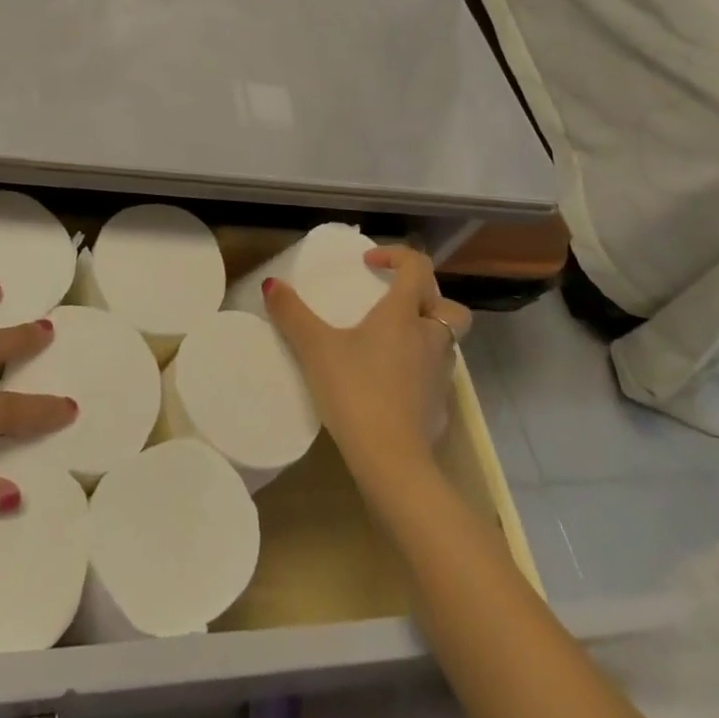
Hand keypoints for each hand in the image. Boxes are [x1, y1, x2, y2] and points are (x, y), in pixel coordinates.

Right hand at [264, 246, 471, 487]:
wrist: (392, 461)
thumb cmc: (355, 391)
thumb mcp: (315, 348)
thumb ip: (292, 314)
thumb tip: (272, 284)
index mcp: (403, 314)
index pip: (417, 267)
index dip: (396, 256)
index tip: (369, 263)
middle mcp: (430, 338)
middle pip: (447, 305)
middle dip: (426, 297)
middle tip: (393, 303)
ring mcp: (440, 375)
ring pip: (445, 341)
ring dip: (425, 333)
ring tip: (390, 343)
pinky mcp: (440, 407)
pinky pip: (436, 376)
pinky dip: (420, 370)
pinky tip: (392, 384)